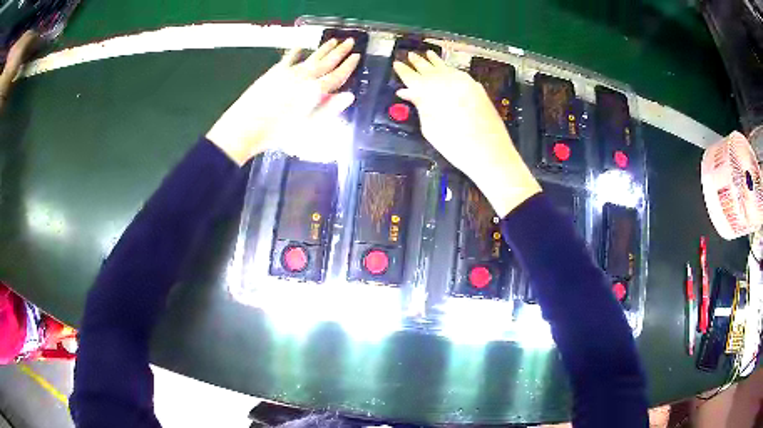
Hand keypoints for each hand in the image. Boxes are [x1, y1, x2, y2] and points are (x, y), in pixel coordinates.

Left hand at [207, 38, 359, 164]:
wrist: (245, 127)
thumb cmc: (277, 133)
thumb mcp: (307, 126)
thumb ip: (328, 110)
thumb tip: (349, 96)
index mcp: (314, 91)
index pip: (337, 76)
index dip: (348, 66)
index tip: (357, 56)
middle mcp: (304, 78)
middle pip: (326, 62)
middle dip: (339, 51)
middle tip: (350, 40)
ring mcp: (288, 73)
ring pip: (311, 57)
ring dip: (323, 49)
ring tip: (333, 40)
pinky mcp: (274, 73)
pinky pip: (288, 58)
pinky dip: (296, 52)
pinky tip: (301, 46)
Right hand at [393, 51, 540, 216]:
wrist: (490, 152)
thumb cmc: (455, 145)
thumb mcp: (430, 128)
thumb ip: (421, 106)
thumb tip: (409, 92)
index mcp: (431, 90)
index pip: (413, 77)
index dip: (404, 71)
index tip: (397, 63)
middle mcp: (448, 81)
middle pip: (430, 69)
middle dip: (419, 62)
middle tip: (410, 55)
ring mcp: (465, 82)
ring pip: (446, 68)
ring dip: (435, 61)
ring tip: (428, 54)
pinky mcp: (477, 88)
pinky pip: (459, 73)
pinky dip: (450, 69)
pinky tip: (447, 68)